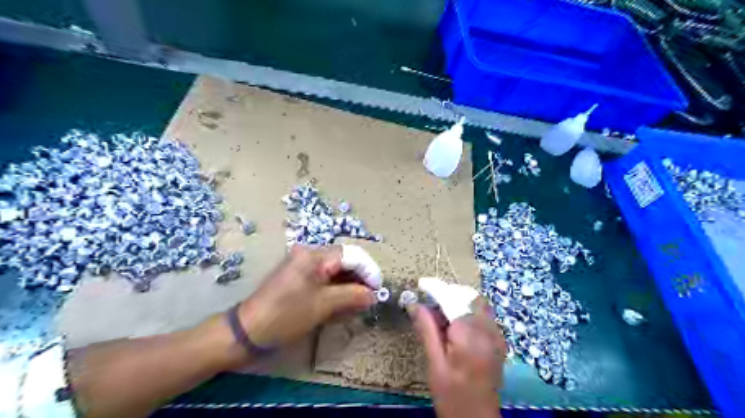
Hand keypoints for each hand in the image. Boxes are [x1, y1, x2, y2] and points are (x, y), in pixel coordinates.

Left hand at [239, 244, 379, 348]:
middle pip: (344, 261)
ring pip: (335, 270)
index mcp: (314, 255)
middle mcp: (309, 254)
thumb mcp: (323, 306)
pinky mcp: (298, 276)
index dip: (368, 271)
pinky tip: (342, 303)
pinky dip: (336, 289)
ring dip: (349, 285)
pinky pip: (324, 277)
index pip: (351, 255)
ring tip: (358, 304)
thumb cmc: (286, 316)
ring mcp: (302, 264)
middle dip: (359, 279)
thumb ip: (353, 296)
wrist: (247, 332)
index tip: (378, 290)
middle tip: (369, 299)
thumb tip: (374, 295)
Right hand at [411, 298, 509, 417]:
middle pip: (469, 296)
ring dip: (459, 301)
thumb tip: (415, 303)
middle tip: (430, 304)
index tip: (421, 283)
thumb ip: (427, 329)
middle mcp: (488, 330)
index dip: (436, 288)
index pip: (452, 299)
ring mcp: (497, 335)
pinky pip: (484, 315)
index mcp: (470, 335)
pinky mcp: (499, 341)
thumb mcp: (434, 362)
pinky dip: (468, 311)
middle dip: (449, 294)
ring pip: (478, 303)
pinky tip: (456, 326)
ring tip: (441, 316)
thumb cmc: (451, 394)